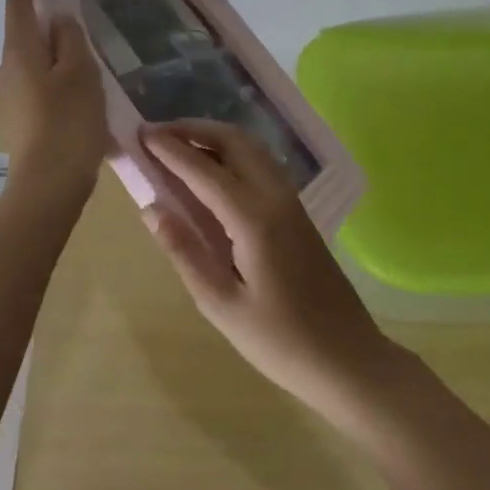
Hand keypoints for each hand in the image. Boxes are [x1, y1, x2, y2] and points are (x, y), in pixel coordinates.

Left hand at [0, 0, 108, 201]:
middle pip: (21, 33)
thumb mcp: (79, 72)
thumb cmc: (68, 120)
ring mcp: (10, 96)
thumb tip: (57, 20)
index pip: (17, 7)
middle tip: (64, 6)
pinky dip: (50, 72)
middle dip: (37, 17)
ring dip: (47, 48)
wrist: (48, 184)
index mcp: (19, 51)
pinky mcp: (19, 118)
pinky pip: (35, 81)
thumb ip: (70, 39)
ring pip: (29, 59)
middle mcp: (7, 69)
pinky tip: (72, 83)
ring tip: (76, 47)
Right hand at [142, 119, 387, 412]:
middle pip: (232, 141)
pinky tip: (211, 170)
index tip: (140, 134)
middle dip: (192, 129)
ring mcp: (291, 200)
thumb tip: (151, 208)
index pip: (203, 170)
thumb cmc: (281, 341)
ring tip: (178, 144)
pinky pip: (260, 163)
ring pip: (250, 147)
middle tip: (156, 134)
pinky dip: (230, 151)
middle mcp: (275, 197)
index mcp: (254, 219)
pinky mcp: (297, 211)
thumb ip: (185, 251)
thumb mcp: (221, 305)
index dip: (170, 149)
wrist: (349, 360)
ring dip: (212, 136)